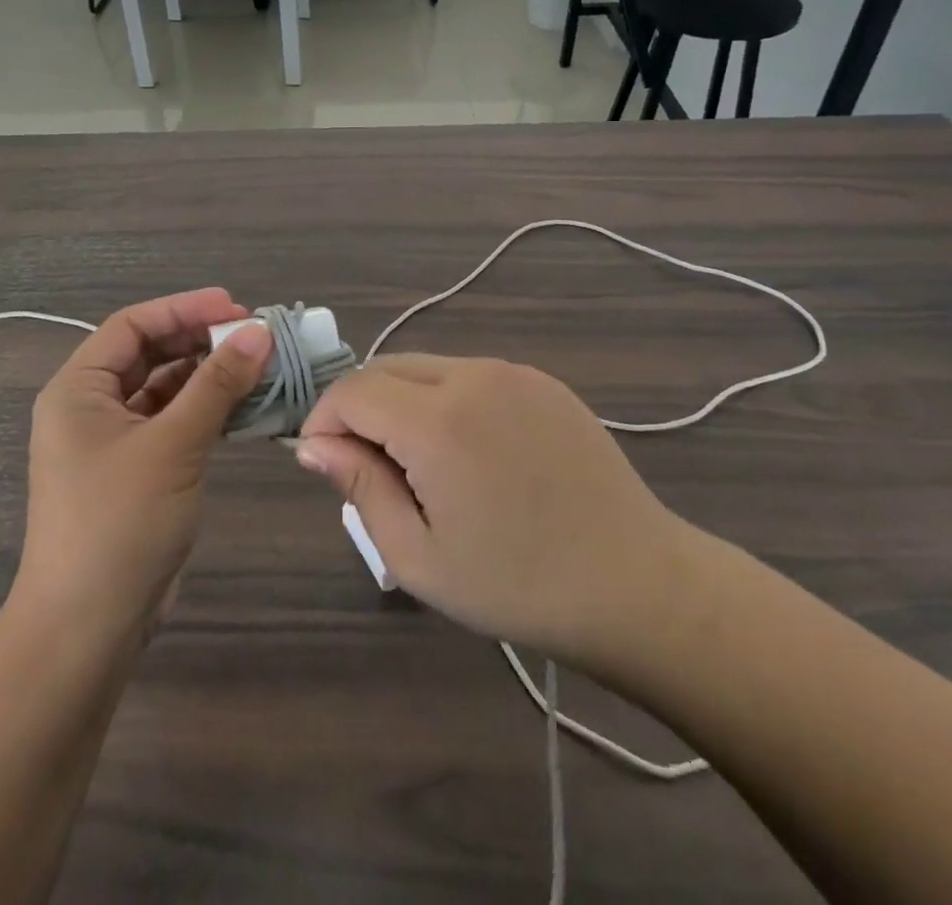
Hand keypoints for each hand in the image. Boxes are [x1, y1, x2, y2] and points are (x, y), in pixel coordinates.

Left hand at [15, 290, 271, 642]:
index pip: (132, 326)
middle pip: (150, 354)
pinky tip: (245, 407)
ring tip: (260, 368)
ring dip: (209, 377)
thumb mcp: (173, 445)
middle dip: (201, 341)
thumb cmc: (119, 523)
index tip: (236, 308)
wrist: (87, 629)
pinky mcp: (136, 472)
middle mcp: (91, 408)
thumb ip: (217, 385)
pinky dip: (206, 412)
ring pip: (165, 390)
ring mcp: (113, 442)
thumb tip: (259, 333)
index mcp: (78, 389)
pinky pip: (173, 424)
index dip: (184, 309)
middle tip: (255, 337)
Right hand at [295, 356, 690, 678]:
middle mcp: (471, 376)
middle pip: (385, 368)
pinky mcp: (540, 380)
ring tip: (419, 464)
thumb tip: (313, 445)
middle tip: (369, 468)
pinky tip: (468, 452)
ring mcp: (511, 372)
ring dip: (401, 402)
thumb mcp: (419, 556)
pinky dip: (444, 399)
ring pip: (426, 367)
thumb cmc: (518, 585)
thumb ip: (360, 487)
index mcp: (437, 421)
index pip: (352, 390)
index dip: (325, 420)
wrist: (637, 584)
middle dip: (359, 408)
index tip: (324, 462)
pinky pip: (468, 375)